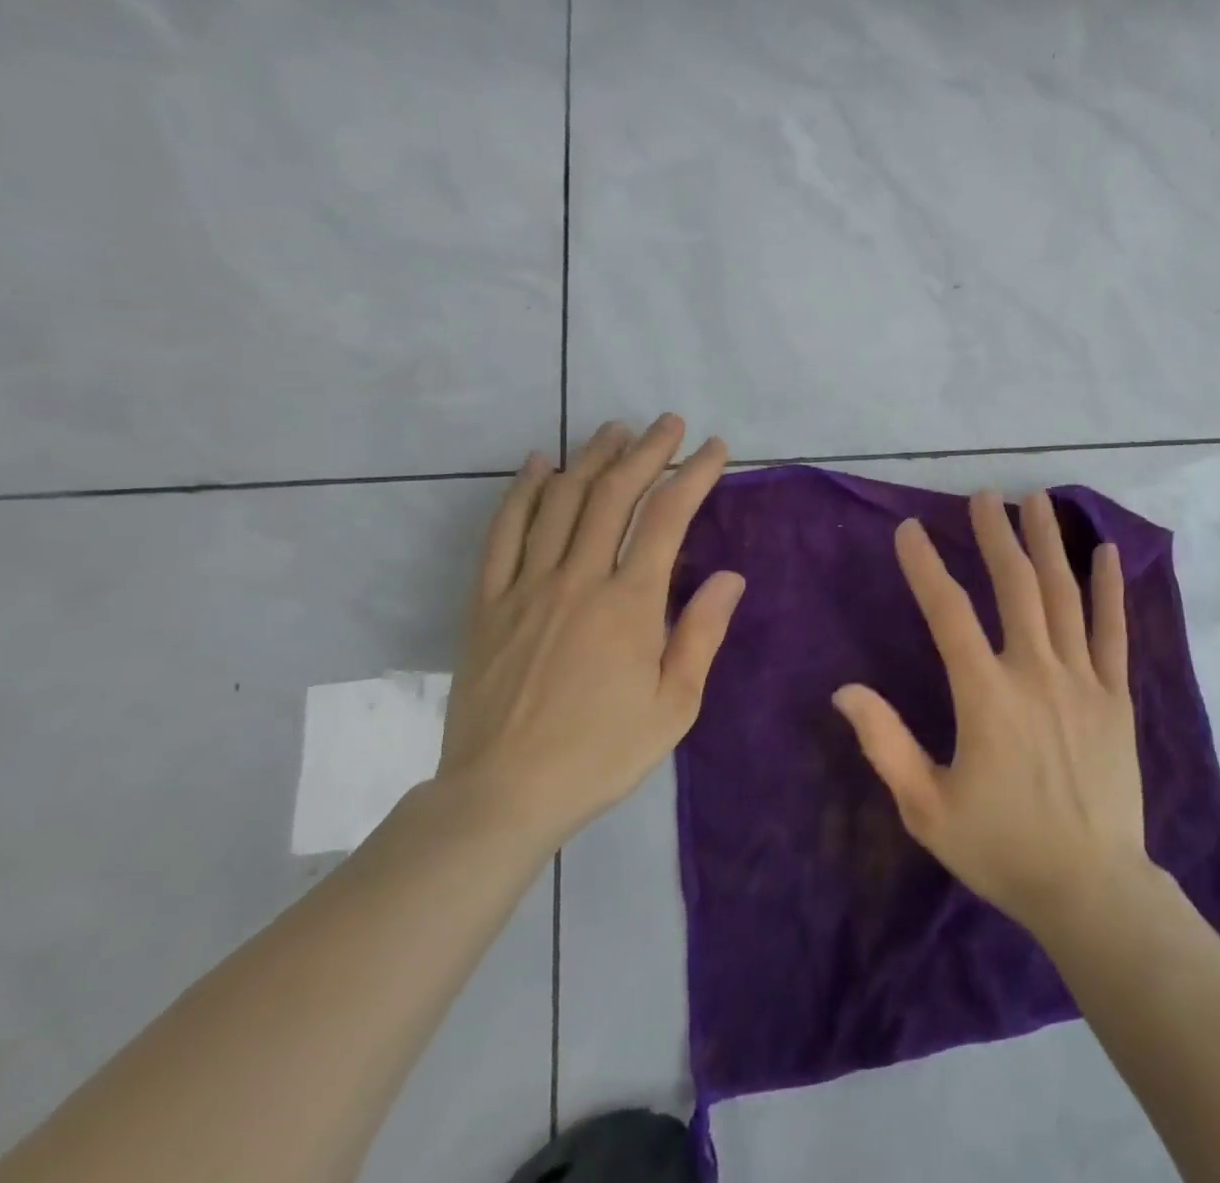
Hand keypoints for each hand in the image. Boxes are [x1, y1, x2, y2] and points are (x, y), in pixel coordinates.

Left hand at [435, 415, 744, 850]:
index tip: (715, 449)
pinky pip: (503, 533)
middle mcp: (578, 579)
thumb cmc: (601, 752)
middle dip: (646, 451)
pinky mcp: (487, 602)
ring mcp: (526, 586)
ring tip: (615, 430)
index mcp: (629, 605)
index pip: (667, 518)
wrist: (502, 796)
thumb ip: (702, 634)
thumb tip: (732, 577)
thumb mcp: (674, 706)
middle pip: (613, 494)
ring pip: (559, 501)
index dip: (694, 474)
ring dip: (590, 458)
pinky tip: (538, 464)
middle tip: (668, 423)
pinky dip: (522, 492)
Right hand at [834, 489, 1150, 938]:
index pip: (950, 613)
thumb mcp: (927, 807)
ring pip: (1064, 595)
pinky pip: (1114, 632)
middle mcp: (1036, 672)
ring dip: (1047, 543)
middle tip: (984, 495)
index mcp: (986, 695)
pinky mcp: (1116, 696)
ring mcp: (1082, 680)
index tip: (909, 530)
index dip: (926, 567)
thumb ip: (885, 743)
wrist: (1091, 888)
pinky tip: (1105, 552)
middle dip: (996, 535)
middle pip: (1015, 586)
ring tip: (1035, 500)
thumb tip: (844, 690)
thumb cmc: (1002, 849)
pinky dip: (1110, 589)